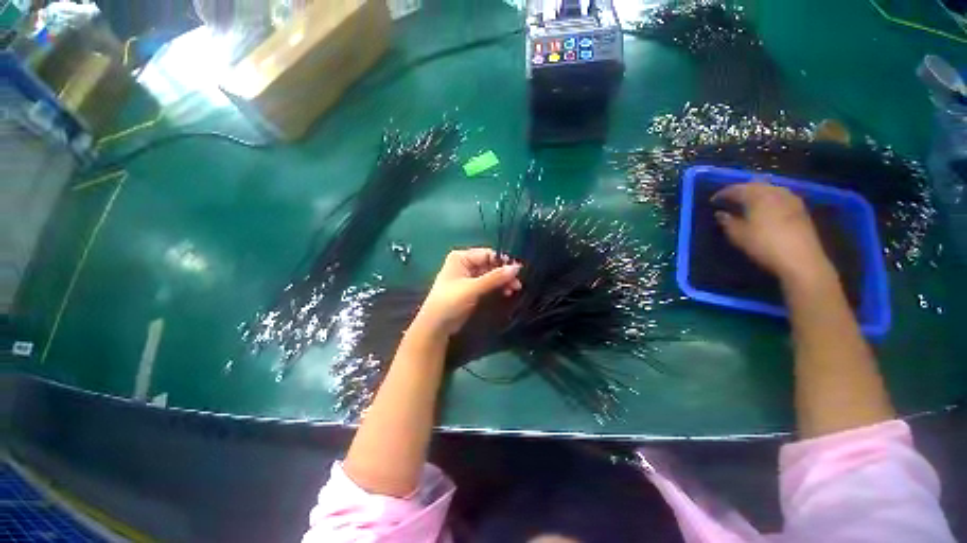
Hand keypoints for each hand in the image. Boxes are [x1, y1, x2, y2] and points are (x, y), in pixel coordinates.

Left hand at [413, 248, 522, 336]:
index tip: (519, 270)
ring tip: (515, 289)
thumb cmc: (450, 302)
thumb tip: (517, 267)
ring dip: (503, 281)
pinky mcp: (472, 289)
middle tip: (518, 283)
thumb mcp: (473, 288)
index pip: (487, 254)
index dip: (503, 261)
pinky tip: (507, 292)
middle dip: (504, 273)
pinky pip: (489, 284)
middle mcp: (465, 264)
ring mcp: (469, 276)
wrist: (436, 326)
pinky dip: (497, 287)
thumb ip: (495, 277)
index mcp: (461, 257)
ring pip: (491, 274)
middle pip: (490, 264)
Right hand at [712, 181, 833, 282]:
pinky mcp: (800, 209)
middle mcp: (774, 192)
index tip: (712, 200)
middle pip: (754, 185)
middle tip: (729, 199)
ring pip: (769, 189)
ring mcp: (790, 199)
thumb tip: (720, 213)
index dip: (722, 193)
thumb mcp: (738, 235)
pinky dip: (768, 199)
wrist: (801, 259)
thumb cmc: (764, 245)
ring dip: (756, 194)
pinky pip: (780, 197)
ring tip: (746, 203)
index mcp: (757, 196)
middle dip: (741, 190)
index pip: (736, 189)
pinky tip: (765, 209)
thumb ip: (727, 221)